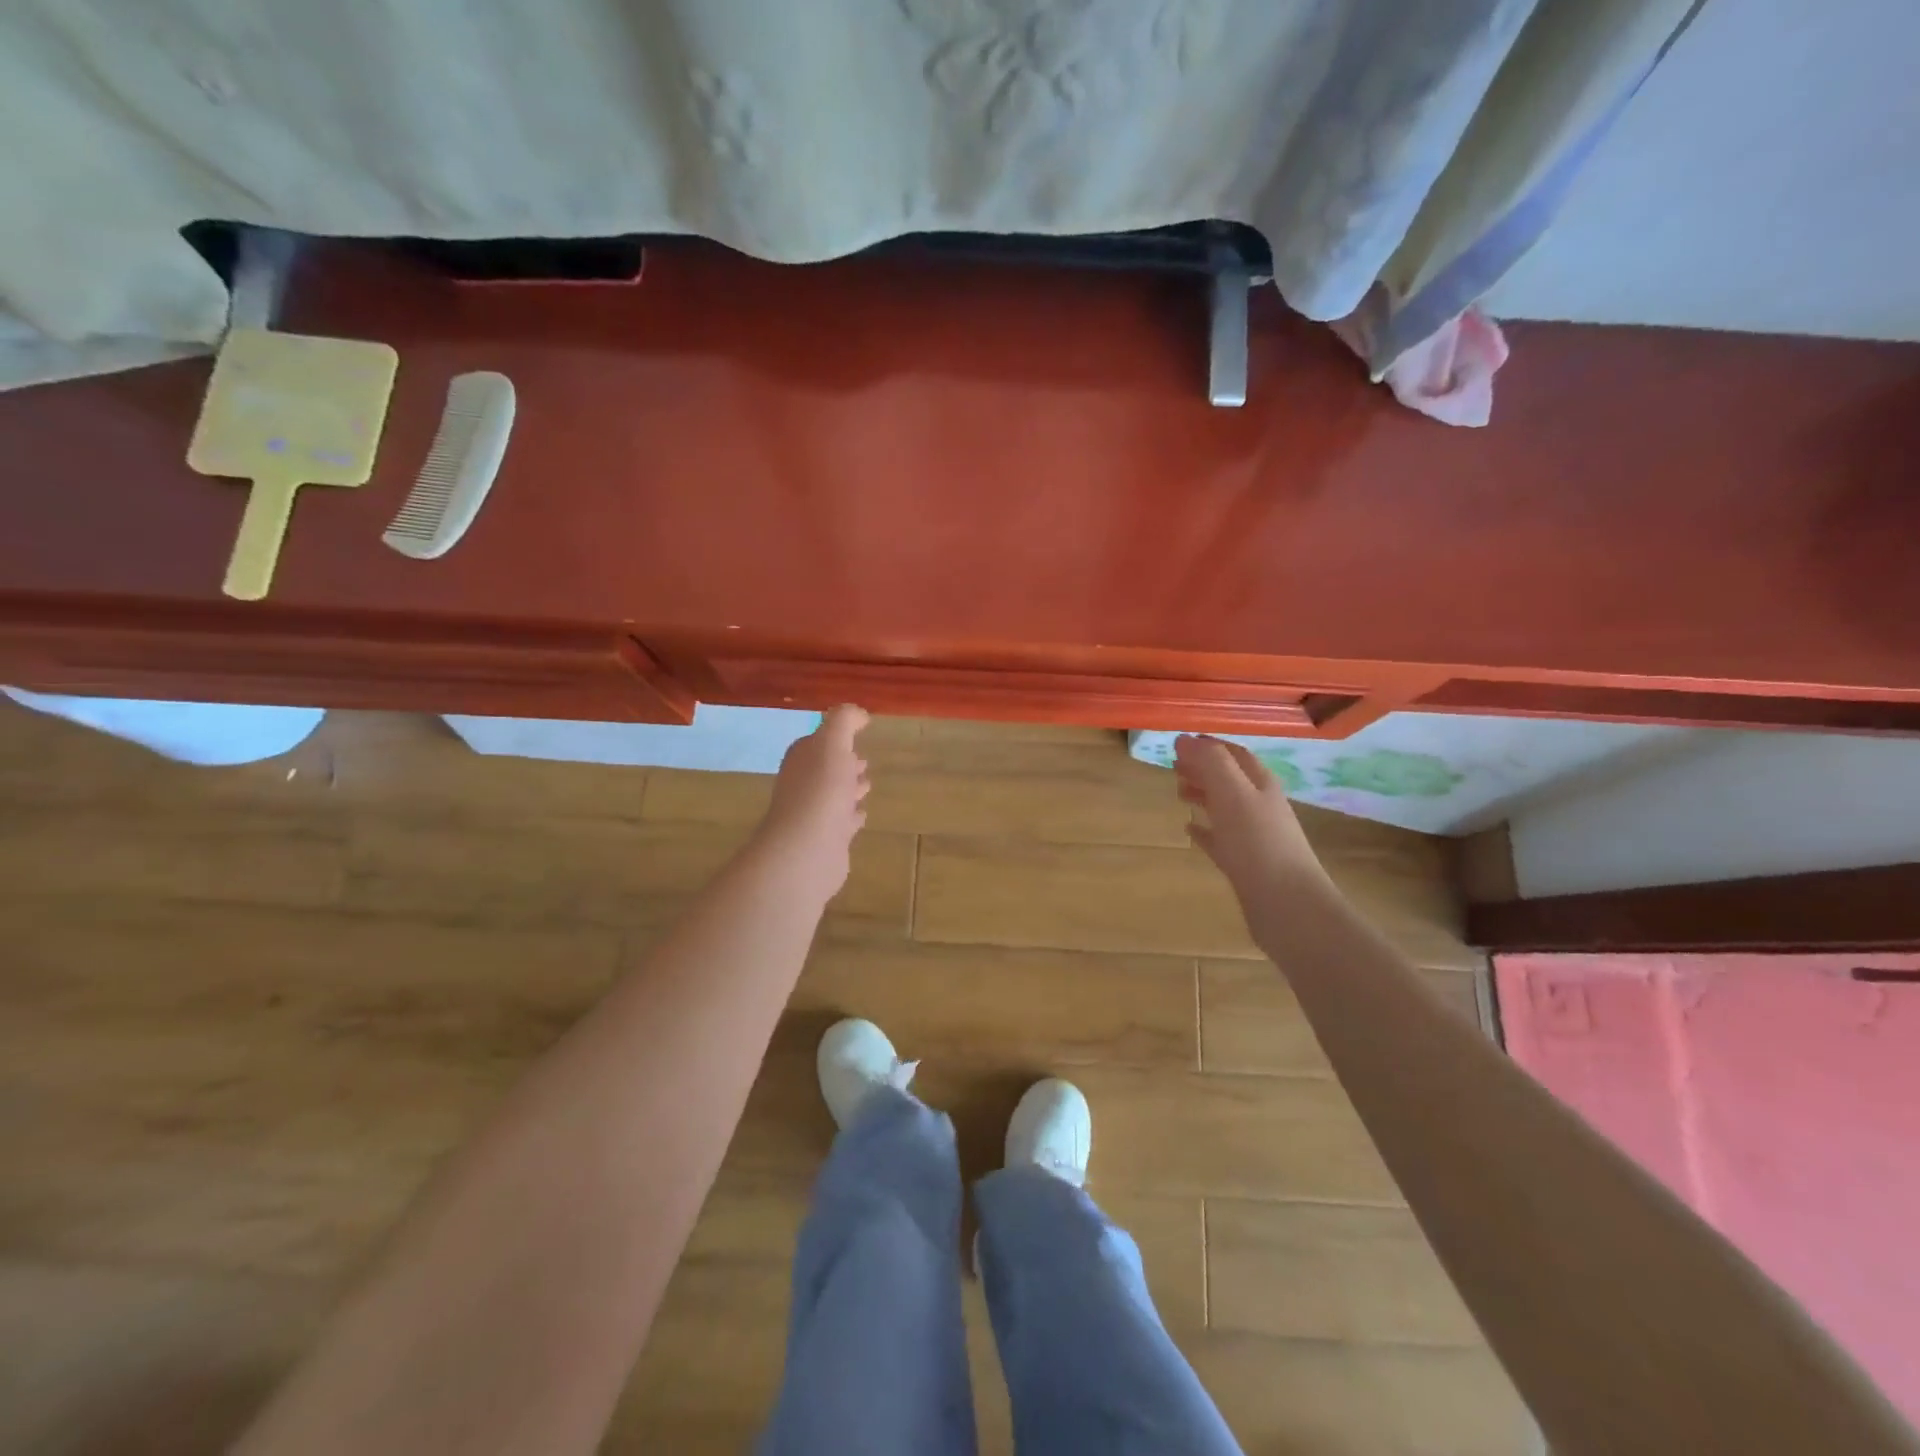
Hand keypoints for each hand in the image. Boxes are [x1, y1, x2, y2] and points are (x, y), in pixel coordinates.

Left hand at [755, 705, 871, 899]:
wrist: (808, 850)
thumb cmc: (821, 791)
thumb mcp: (833, 744)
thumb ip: (844, 721)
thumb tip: (858, 714)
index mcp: (802, 759)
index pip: (816, 742)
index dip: (835, 738)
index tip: (857, 735)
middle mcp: (802, 785)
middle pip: (825, 769)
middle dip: (843, 763)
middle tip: (863, 762)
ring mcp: (812, 814)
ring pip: (834, 795)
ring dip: (849, 789)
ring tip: (866, 785)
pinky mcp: (825, 840)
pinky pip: (841, 822)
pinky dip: (851, 816)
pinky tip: (861, 815)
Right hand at [1174, 734, 1329, 899]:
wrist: (1288, 906)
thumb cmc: (1258, 844)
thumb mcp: (1232, 794)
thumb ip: (1210, 762)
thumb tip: (1184, 739)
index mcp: (1260, 784)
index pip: (1234, 753)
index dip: (1209, 745)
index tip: (1179, 743)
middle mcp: (1260, 805)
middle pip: (1229, 778)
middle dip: (1203, 768)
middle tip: (1173, 767)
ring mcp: (1254, 836)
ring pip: (1224, 806)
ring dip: (1202, 795)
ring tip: (1178, 793)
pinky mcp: (1245, 864)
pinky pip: (1220, 839)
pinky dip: (1204, 829)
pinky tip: (1189, 830)